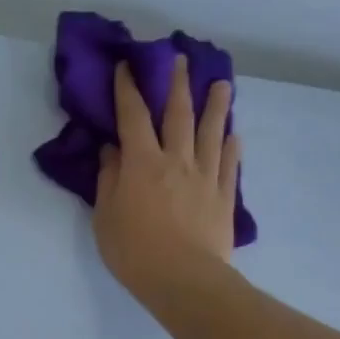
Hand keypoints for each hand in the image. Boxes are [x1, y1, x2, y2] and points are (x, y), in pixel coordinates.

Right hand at [93, 54, 240, 308]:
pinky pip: (229, 163)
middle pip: (178, 114)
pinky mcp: (223, 197)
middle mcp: (176, 160)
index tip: (127, 66)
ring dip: (215, 105)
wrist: (184, 279)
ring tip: (221, 83)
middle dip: (177, 84)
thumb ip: (109, 179)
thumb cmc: (135, 251)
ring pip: (211, 132)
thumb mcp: (106, 217)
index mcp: (142, 162)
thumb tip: (112, 150)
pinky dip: (231, 146)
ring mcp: (205, 176)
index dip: (128, 89)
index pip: (133, 116)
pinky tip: (233, 134)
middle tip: (180, 59)